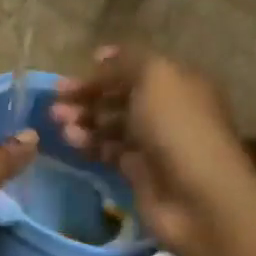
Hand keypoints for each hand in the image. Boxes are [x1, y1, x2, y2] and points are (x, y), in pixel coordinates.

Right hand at [50, 46, 254, 255]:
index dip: (107, 67)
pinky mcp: (140, 172)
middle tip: (57, 101)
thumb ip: (126, 62)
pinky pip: (109, 151)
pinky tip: (72, 142)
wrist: (198, 198)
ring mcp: (154, 143)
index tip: (76, 71)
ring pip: (112, 124)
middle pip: (121, 96)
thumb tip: (102, 57)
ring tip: (58, 122)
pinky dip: (90, 144)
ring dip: (84, 119)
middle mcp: (168, 110)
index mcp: (179, 82)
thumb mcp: (155, 78)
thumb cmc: (178, 128)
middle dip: (88, 95)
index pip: (137, 68)